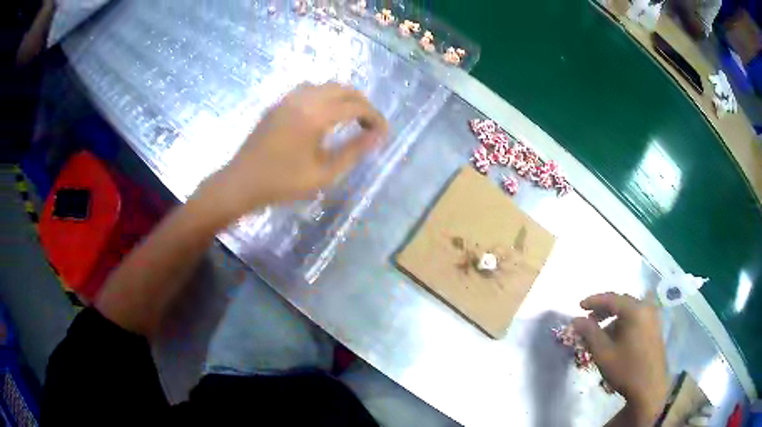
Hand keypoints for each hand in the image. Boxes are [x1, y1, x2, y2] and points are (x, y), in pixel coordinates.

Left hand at [193, 82, 387, 223]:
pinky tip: (325, 114)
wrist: (241, 182)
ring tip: (351, 118)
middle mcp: (303, 99)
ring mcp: (288, 98)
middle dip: (362, 103)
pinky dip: (325, 96)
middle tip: (370, 125)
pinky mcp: (278, 104)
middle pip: (343, 89)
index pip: (356, 106)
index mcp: (316, 115)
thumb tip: (378, 137)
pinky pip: (309, 89)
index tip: (383, 134)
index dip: (375, 118)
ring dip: (344, 97)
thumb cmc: (282, 182)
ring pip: (326, 86)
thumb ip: (354, 151)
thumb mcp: (324, 173)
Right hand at [572, 293, 668, 425]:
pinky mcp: (655, 328)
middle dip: (603, 310)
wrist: (649, 387)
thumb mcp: (603, 353)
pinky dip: (623, 323)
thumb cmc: (626, 369)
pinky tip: (616, 338)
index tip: (579, 307)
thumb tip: (576, 319)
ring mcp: (653, 317)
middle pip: (621, 302)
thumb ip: (589, 333)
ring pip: (629, 311)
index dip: (593, 301)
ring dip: (613, 319)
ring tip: (600, 334)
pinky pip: (636, 318)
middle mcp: (646, 308)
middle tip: (588, 321)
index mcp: (635, 310)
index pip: (611, 298)